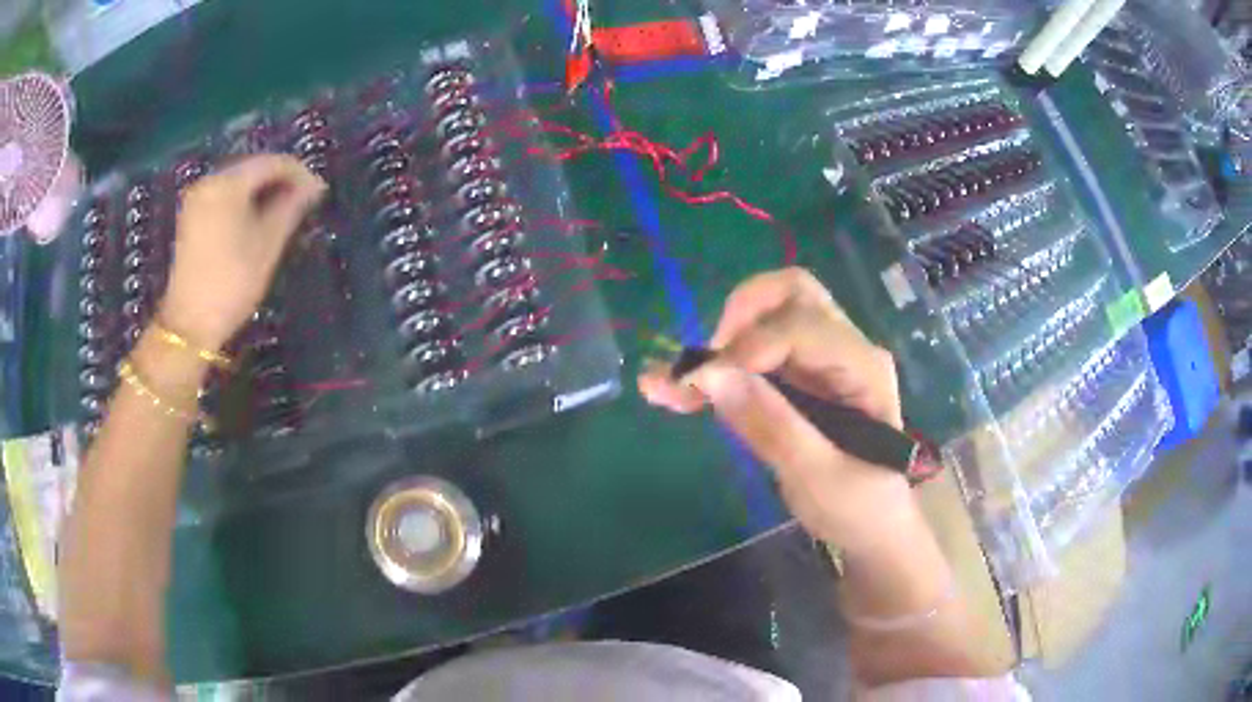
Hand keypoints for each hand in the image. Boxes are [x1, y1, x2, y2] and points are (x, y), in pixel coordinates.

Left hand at [158, 155, 326, 350]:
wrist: (190, 326)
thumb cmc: (232, 283)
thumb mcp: (267, 245)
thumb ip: (291, 208)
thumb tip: (314, 186)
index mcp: (228, 183)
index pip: (272, 163)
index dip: (299, 174)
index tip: (319, 194)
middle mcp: (210, 181)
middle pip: (253, 168)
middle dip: (280, 181)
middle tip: (304, 203)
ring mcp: (197, 198)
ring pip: (238, 182)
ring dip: (262, 192)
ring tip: (284, 213)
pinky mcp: (191, 216)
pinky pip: (224, 196)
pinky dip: (244, 201)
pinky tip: (257, 219)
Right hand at [638, 268, 914, 551]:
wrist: (873, 527)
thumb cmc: (859, 508)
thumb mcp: (818, 479)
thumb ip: (772, 427)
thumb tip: (711, 376)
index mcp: (865, 369)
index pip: (802, 328)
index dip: (748, 347)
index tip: (701, 385)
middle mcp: (846, 348)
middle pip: (791, 292)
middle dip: (739, 317)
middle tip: (705, 364)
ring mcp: (822, 358)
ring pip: (768, 314)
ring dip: (720, 339)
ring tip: (676, 384)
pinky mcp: (799, 375)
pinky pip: (755, 348)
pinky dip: (717, 364)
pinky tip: (676, 390)